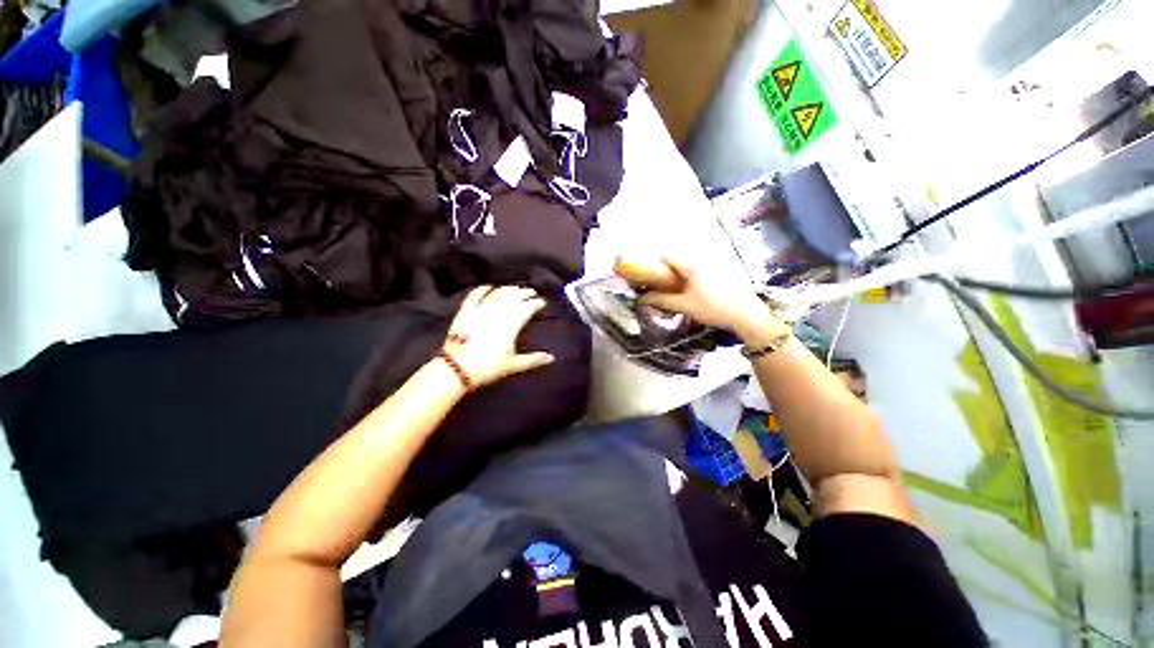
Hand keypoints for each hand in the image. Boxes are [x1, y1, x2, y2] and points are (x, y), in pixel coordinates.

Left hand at [440, 285, 554, 388]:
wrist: (457, 367)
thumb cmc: (488, 367)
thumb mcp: (513, 364)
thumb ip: (533, 359)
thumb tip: (551, 358)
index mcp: (512, 323)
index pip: (528, 307)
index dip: (536, 303)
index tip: (542, 302)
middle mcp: (498, 312)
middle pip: (515, 297)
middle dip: (525, 293)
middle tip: (532, 292)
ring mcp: (481, 309)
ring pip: (498, 293)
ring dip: (508, 289)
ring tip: (515, 288)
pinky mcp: (466, 310)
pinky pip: (476, 295)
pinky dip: (483, 289)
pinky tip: (489, 287)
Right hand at [626, 257, 779, 339]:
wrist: (746, 314)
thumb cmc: (712, 308)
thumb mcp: (683, 305)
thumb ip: (661, 300)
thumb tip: (642, 299)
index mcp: (692, 265)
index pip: (668, 258)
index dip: (656, 267)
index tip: (651, 280)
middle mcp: (703, 260)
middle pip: (679, 261)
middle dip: (669, 273)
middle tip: (663, 288)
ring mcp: (715, 265)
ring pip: (691, 267)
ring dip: (681, 276)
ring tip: (678, 292)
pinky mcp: (724, 272)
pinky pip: (702, 271)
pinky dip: (694, 278)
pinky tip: (696, 292)